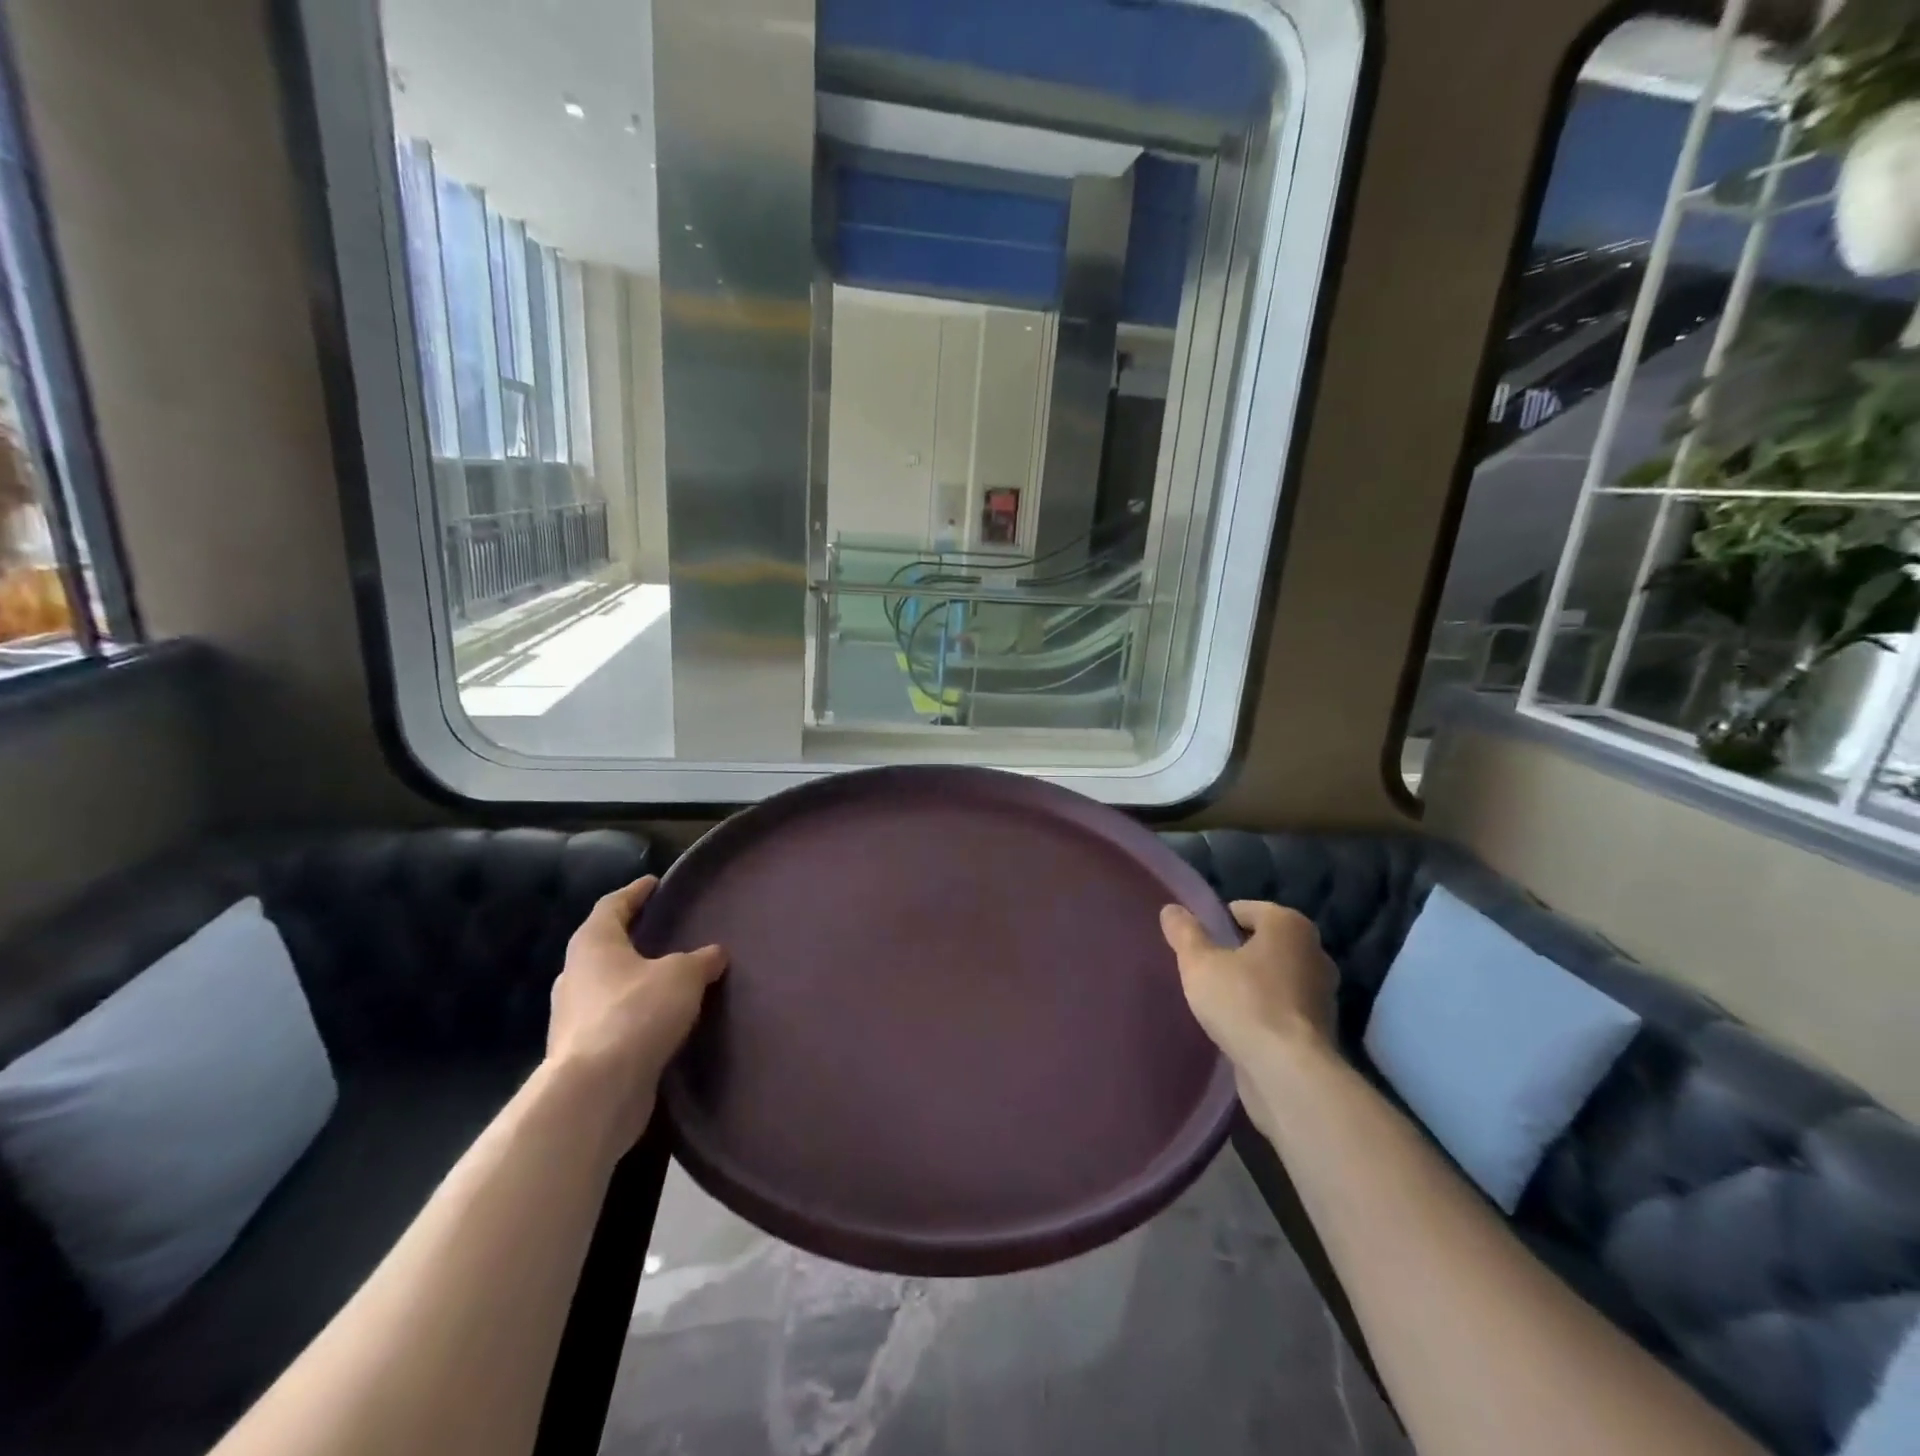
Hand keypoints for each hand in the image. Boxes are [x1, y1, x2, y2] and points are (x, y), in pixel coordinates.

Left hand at [547, 877, 726, 1138]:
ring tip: (669, 977)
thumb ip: (701, 960)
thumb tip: (715, 953)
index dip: (635, 892)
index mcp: (593, 944)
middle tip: (666, 931)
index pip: (613, 905)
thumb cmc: (636, 1013)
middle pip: (605, 945)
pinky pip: (613, 1019)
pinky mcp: (582, 1051)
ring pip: (608, 985)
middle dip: (633, 938)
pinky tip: (661, 1019)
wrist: (596, 1092)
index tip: (655, 883)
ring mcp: (573, 1016)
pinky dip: (635, 1013)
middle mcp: (575, 974)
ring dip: (634, 979)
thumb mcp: (683, 976)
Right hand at [1159, 900, 1336, 1071]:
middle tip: (1205, 970)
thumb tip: (1171, 909)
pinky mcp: (1321, 1028)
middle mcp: (1314, 950)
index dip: (1216, 924)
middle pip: (1263, 942)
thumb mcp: (1199, 963)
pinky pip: (1283, 1007)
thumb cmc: (1244, 1003)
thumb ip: (1184, 933)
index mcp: (1289, 924)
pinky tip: (1240, 1026)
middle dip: (1236, 953)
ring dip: (1252, 984)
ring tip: (1219, 1000)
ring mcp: (1323, 991)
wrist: (1288, 1073)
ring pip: (1275, 976)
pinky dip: (1265, 1011)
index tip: (1196, 945)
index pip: (1244, 910)